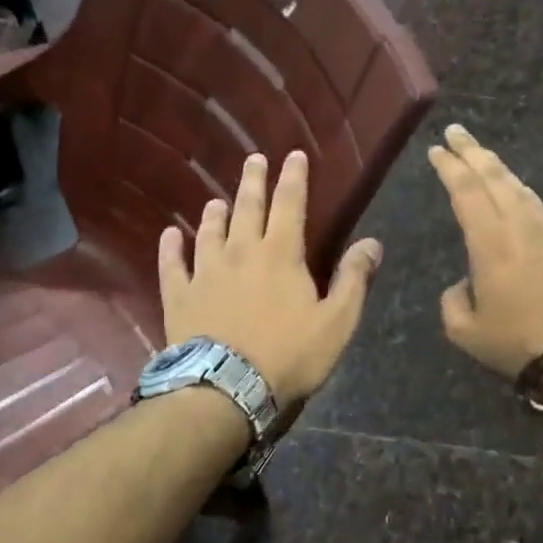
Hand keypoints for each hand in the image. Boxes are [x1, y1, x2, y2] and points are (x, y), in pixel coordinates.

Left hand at [158, 151, 382, 406]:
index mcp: (281, 254)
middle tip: (253, 159)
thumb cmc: (289, 355)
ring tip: (217, 200)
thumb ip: (353, 279)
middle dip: (253, 181)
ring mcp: (205, 272)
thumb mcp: (337, 321)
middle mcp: (241, 251)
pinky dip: (170, 248)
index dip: (294, 177)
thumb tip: (372, 243)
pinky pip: (172, 264)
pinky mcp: (180, 295)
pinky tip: (169, 235)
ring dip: (215, 213)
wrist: (227, 387)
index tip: (294, 155)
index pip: (290, 204)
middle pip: (247, 207)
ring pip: (210, 231)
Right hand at [428, 124, 542, 392]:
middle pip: (494, 176)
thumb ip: (453, 301)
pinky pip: (541, 207)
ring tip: (483, 158)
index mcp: (490, 240)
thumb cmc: (518, 342)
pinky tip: (519, 196)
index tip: (437, 148)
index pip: (465, 190)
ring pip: (520, 188)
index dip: (449, 166)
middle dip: (472, 151)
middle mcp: (521, 224)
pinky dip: (522, 194)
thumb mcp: (466, 331)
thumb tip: (463, 284)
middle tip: (457, 131)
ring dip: (498, 169)